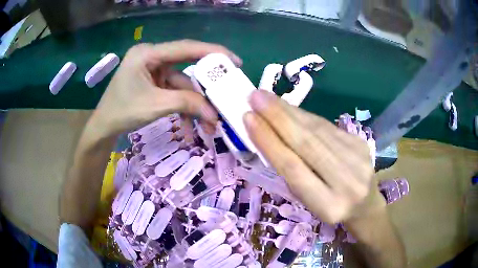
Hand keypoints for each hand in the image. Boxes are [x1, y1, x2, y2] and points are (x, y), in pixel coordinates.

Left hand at [90, 39, 241, 137]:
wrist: (104, 127)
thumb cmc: (123, 112)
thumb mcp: (155, 105)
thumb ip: (186, 103)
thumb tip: (213, 112)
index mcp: (148, 53)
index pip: (185, 48)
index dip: (212, 52)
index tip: (234, 61)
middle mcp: (152, 57)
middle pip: (186, 67)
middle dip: (204, 86)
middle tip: (226, 92)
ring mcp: (153, 71)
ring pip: (182, 84)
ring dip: (194, 105)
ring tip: (209, 125)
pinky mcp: (154, 83)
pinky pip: (174, 92)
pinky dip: (182, 108)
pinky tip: (188, 127)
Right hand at [244, 90, 374, 222]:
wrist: (366, 204)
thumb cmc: (331, 207)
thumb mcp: (309, 202)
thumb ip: (292, 173)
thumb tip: (268, 135)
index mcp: (328, 206)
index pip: (293, 168)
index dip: (269, 141)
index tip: (249, 118)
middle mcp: (346, 181)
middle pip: (307, 143)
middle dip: (277, 117)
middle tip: (255, 97)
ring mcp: (358, 158)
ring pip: (317, 129)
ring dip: (288, 111)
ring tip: (267, 98)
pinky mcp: (361, 142)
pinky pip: (327, 125)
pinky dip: (304, 116)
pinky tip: (289, 109)